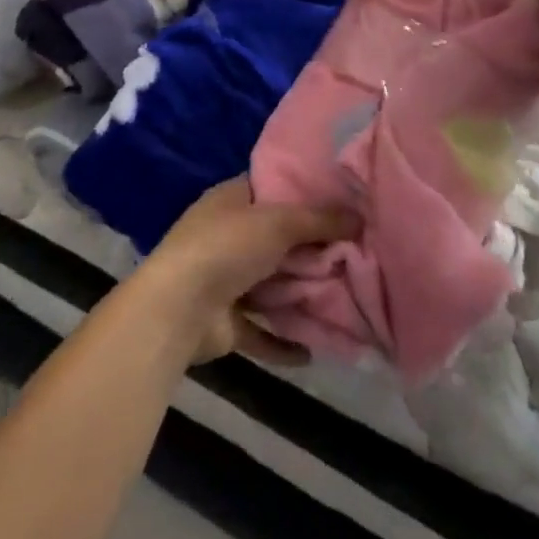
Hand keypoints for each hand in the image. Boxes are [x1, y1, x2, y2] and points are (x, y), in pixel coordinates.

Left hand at [134, 177, 356, 366]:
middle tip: (356, 253)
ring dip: (300, 295)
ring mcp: (223, 279)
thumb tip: (360, 215)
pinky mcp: (225, 321)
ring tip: (345, 300)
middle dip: (311, 249)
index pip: (270, 188)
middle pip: (276, 239)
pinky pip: (261, 331)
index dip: (303, 193)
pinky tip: (314, 350)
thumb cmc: (226, 248)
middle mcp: (226, 235)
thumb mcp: (277, 222)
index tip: (342, 201)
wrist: (178, 308)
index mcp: (230, 200)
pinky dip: (283, 341)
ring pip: (271, 285)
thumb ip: (319, 219)